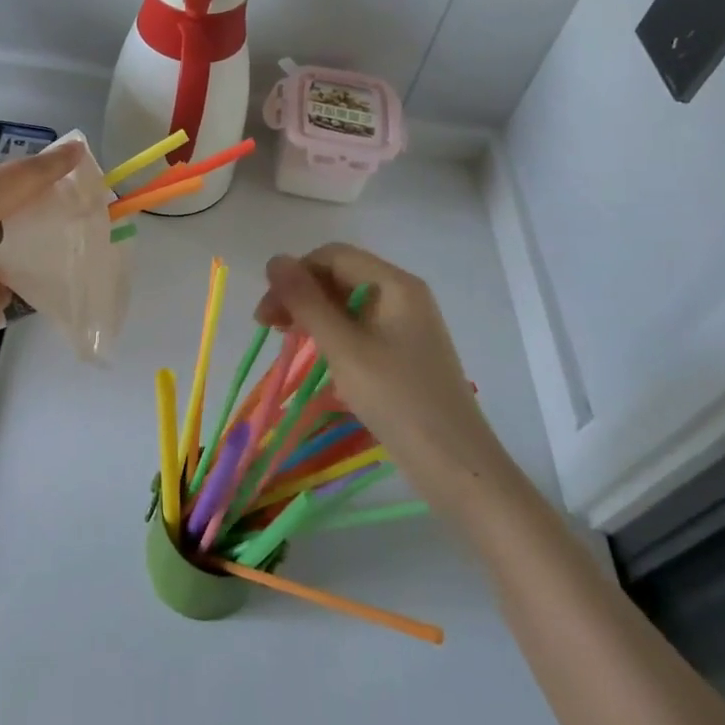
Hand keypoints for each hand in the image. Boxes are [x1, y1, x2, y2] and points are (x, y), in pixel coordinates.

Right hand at [254, 243, 514, 512]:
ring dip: (313, 314)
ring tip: (288, 340)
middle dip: (301, 294)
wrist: (458, 468)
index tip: (267, 312)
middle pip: (340, 275)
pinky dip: (332, 333)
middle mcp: (403, 295)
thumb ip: (306, 301)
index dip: (295, 274)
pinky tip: (317, 355)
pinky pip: (360, 326)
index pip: (333, 256)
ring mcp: (406, 324)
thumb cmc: (398, 400)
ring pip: (347, 302)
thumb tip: (274, 259)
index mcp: (395, 284)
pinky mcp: (404, 351)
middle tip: (269, 327)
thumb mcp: (343, 348)